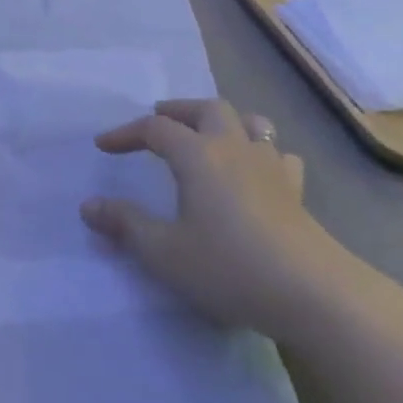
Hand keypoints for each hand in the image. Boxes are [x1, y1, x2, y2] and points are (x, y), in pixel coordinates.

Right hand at [80, 99, 371, 339]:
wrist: (313, 293)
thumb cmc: (229, 267)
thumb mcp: (163, 252)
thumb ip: (125, 224)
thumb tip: (89, 205)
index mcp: (198, 156)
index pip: (155, 129)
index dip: (126, 133)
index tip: (103, 146)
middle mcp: (234, 149)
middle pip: (207, 109)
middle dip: (177, 111)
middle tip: (157, 122)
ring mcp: (271, 167)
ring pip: (249, 123)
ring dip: (222, 121)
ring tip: (207, 135)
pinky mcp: (296, 191)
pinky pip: (278, 155)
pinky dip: (260, 152)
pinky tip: (255, 171)